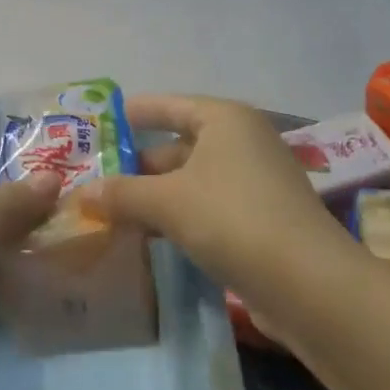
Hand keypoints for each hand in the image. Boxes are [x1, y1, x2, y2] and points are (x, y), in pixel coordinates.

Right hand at [79, 95, 350, 298]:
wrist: (308, 284)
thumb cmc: (233, 219)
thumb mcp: (168, 202)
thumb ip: (122, 194)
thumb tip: (81, 193)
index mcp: (225, 119)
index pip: (170, 104)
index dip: (135, 112)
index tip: (101, 123)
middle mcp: (243, 142)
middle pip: (179, 145)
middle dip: (139, 164)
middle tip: (96, 178)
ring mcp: (256, 182)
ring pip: (192, 180)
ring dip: (155, 195)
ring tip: (112, 211)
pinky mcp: (261, 220)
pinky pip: (207, 207)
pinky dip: (178, 216)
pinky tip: (149, 236)